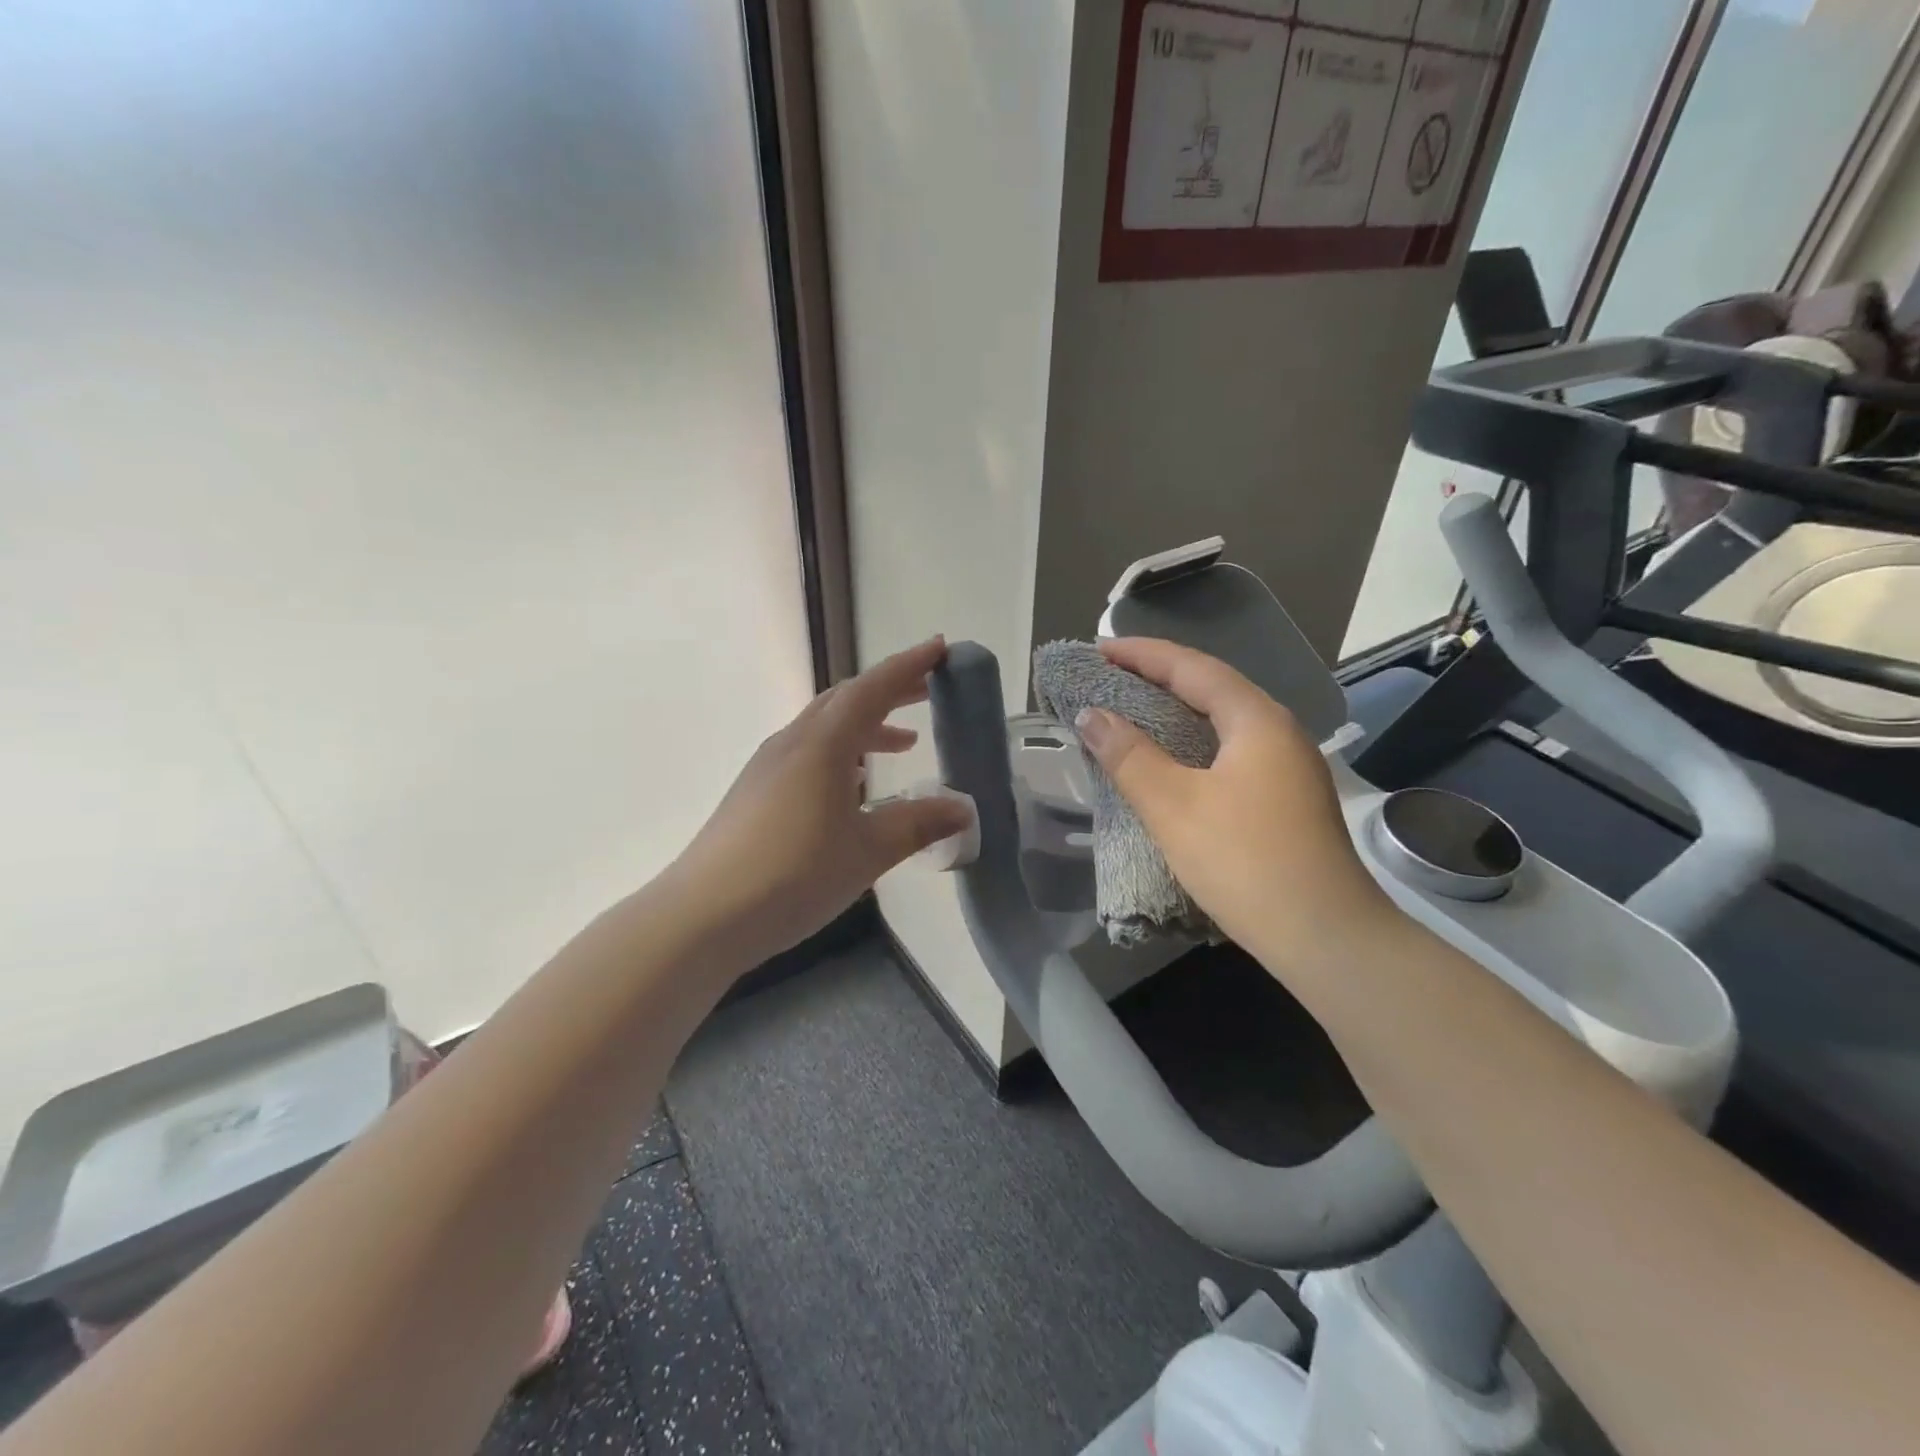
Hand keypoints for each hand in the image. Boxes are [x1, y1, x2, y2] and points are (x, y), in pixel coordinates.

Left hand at [672, 637, 973, 964]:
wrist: (703, 915)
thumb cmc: (794, 875)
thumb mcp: (867, 851)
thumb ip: (917, 824)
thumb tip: (963, 809)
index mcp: (822, 745)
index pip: (872, 689)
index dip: (908, 666)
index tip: (940, 649)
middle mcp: (792, 743)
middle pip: (845, 700)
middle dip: (889, 691)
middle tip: (927, 692)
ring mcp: (767, 766)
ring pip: (824, 727)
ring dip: (866, 726)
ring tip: (902, 744)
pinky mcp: (754, 792)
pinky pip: (807, 753)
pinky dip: (841, 752)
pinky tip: (853, 785)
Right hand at [1072, 638, 1395, 974]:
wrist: (1326, 938)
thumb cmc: (1245, 862)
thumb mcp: (1174, 806)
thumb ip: (1128, 756)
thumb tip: (1091, 715)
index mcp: (1256, 720)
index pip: (1192, 667)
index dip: (1141, 654)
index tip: (1097, 651)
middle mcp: (1278, 732)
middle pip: (1211, 688)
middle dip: (1157, 678)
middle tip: (1108, 680)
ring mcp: (1288, 767)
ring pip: (1222, 723)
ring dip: (1175, 713)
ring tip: (1130, 714)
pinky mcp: (1287, 799)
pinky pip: (1231, 752)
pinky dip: (1192, 745)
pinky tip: (1171, 764)